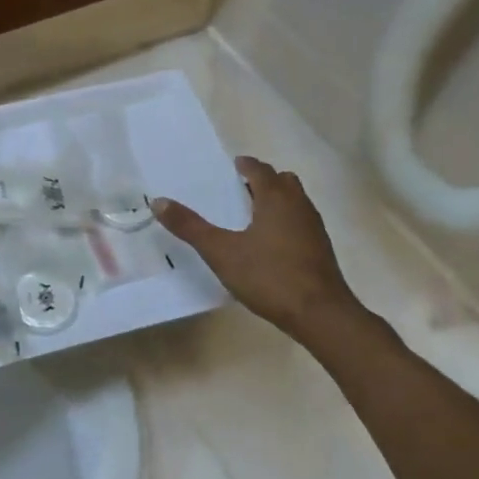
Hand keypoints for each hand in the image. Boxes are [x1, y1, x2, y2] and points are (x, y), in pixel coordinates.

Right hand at [154, 156, 366, 337]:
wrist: (320, 313)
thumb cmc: (268, 276)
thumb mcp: (221, 252)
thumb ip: (190, 227)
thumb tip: (159, 202)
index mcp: (276, 199)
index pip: (261, 171)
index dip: (246, 166)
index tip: (235, 165)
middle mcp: (299, 206)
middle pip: (284, 182)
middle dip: (264, 180)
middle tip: (242, 188)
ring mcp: (314, 228)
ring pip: (295, 202)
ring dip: (277, 200)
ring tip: (253, 214)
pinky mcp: (320, 250)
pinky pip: (301, 223)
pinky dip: (285, 221)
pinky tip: (270, 243)